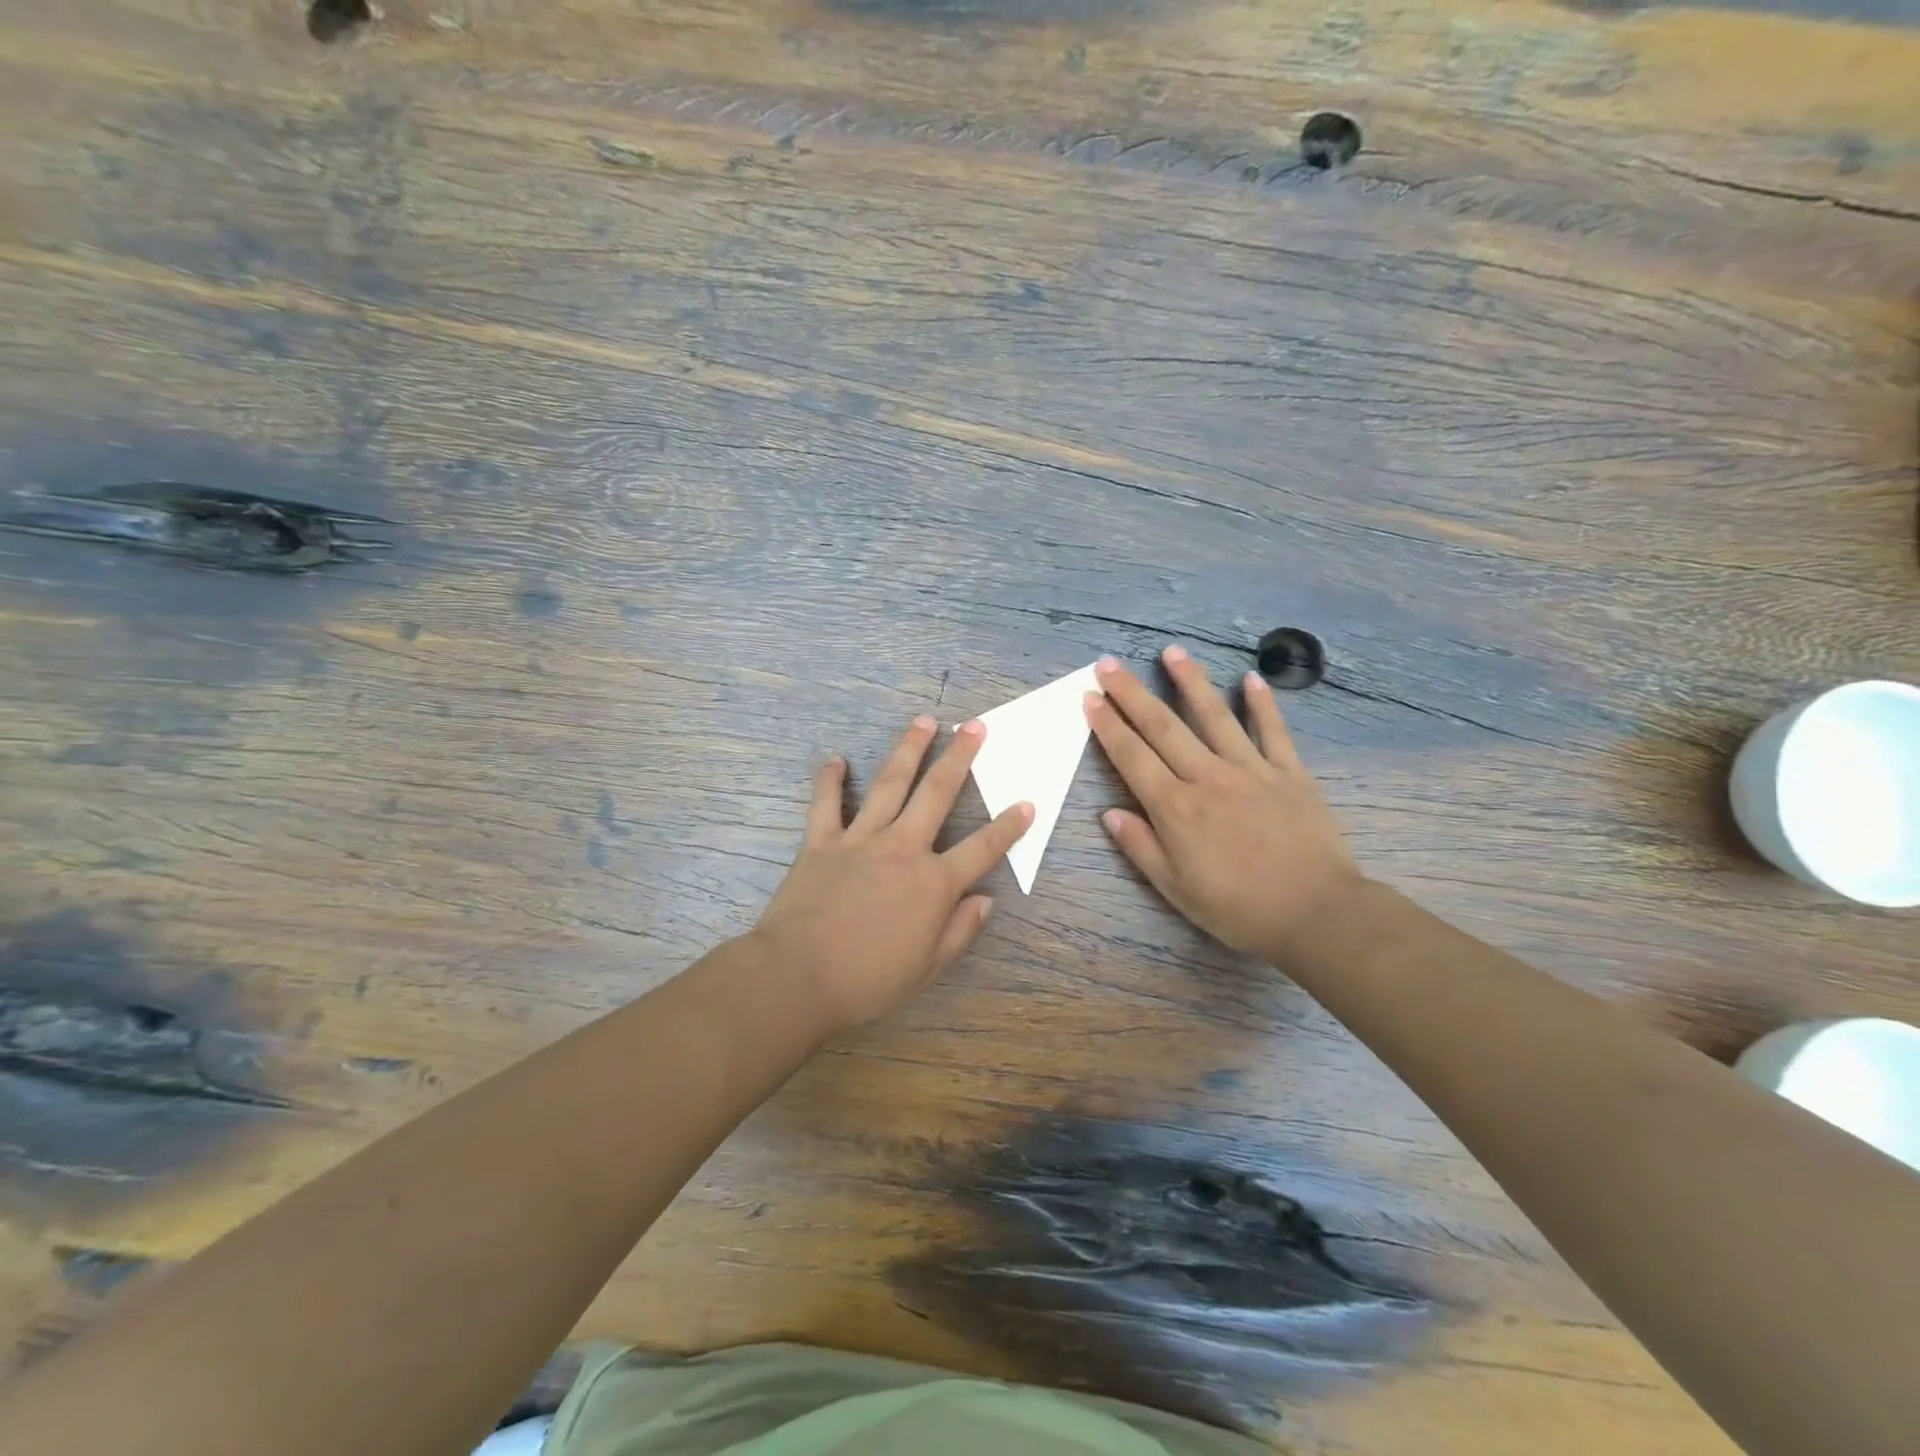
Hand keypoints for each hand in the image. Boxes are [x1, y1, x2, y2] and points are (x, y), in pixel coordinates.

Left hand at [750, 715, 1033, 1031]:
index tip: (1027, 803)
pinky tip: (835, 759)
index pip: (983, 847)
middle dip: (960, 757)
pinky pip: (826, 802)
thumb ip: (960, 930)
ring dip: (909, 750)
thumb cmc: (868, 980)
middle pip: (938, 793)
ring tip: (924, 721)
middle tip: (974, 726)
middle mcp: (903, 848)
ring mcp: (860, 838)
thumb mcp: (928, 967)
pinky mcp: (822, 840)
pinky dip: (829, 779)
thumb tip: (985, 899)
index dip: (1009, 826)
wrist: (798, 977)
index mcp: (934, 882)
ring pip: (889, 783)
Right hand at [1085, 647, 1363, 963]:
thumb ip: (1140, 847)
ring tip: (1171, 651)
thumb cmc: (1238, 908)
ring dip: (1190, 681)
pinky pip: (1273, 731)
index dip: (1108, 726)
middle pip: (1163, 727)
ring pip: (1214, 716)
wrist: (1316, 913)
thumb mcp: (1176, 889)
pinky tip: (1250, 678)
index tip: (1090, 698)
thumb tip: (1109, 813)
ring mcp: (1251, 770)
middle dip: (1131, 693)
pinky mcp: (1289, 773)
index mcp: (1175, 808)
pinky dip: (1262, 704)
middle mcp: (1207, 777)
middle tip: (1109, 663)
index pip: (1132, 757)